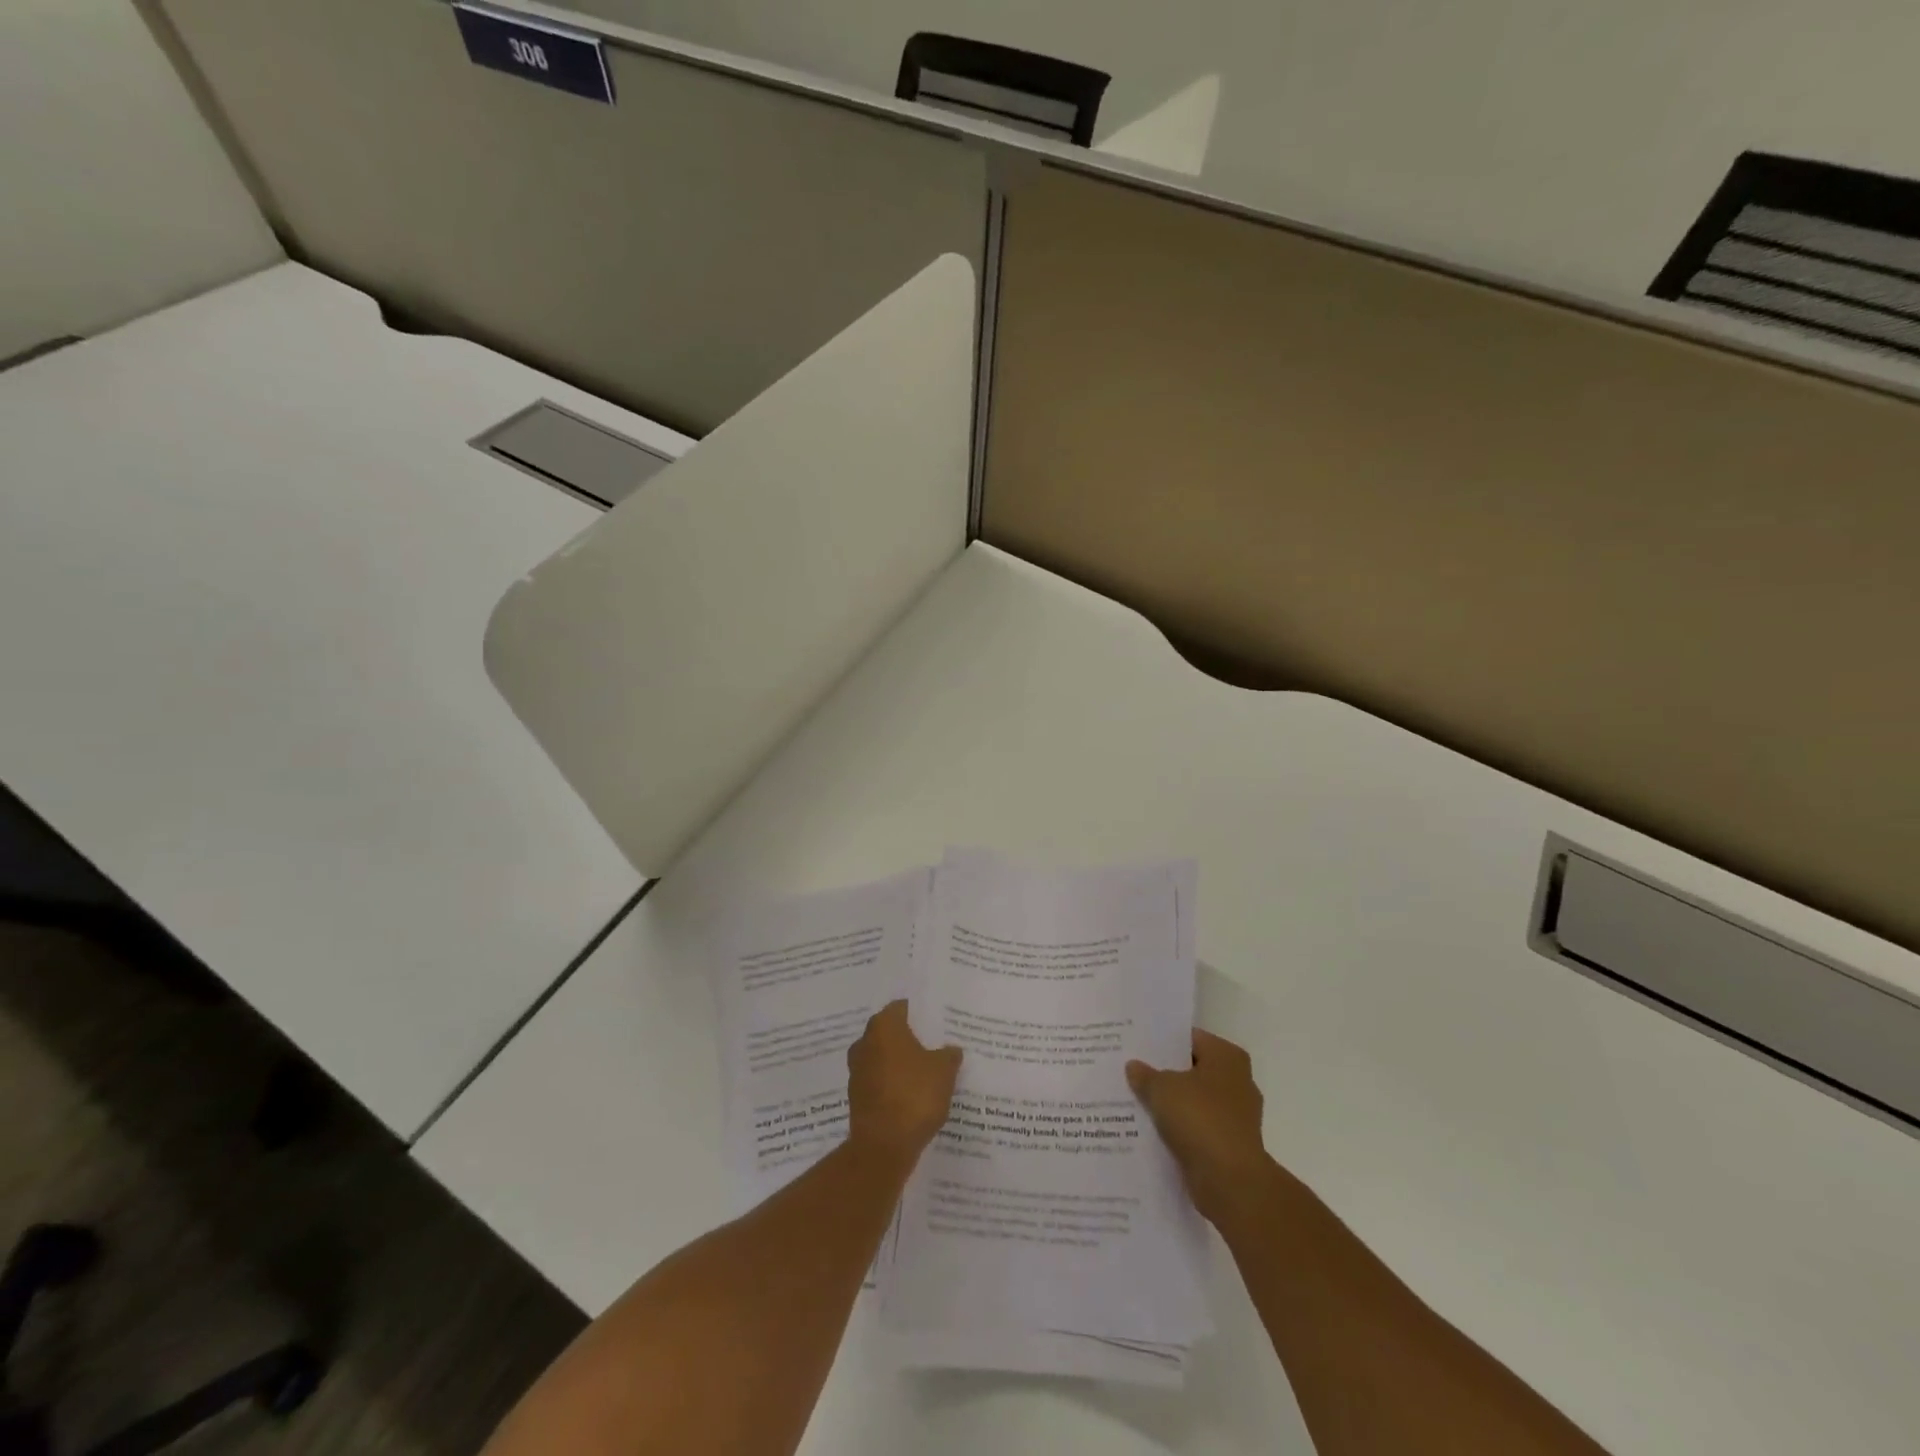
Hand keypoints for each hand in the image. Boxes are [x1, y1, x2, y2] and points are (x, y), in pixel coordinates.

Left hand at [847, 1001, 961, 1165]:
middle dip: (910, 1038)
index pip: (902, 1008)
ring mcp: (857, 1070)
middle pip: (891, 1032)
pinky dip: (893, 1084)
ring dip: (900, 1063)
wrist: (883, 1146)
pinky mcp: (857, 1096)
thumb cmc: (914, 1096)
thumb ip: (949, 1055)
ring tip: (926, 1071)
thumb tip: (951, 1050)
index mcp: (883, 1026)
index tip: (937, 1022)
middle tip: (934, 1045)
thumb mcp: (944, 1071)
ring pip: (884, 1057)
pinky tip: (912, 1094)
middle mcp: (865, 1042)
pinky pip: (879, 1081)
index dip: (920, 1013)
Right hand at [1127, 1029, 1271, 1225]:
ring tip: (1135, 1099)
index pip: (1190, 1038)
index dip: (1162, 1041)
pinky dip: (1178, 1129)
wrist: (1230, 1182)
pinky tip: (1150, 1128)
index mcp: (1227, 1057)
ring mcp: (1236, 1116)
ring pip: (1193, 1101)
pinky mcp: (1229, 1145)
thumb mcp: (1161, 1088)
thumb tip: (1134, 1066)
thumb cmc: (1200, 1119)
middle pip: (1192, 1070)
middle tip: (1131, 1070)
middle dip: (1165, 1073)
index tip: (1136, 1045)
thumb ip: (1145, 1074)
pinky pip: (1197, 1128)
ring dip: (1170, 1104)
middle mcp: (1237, 1082)